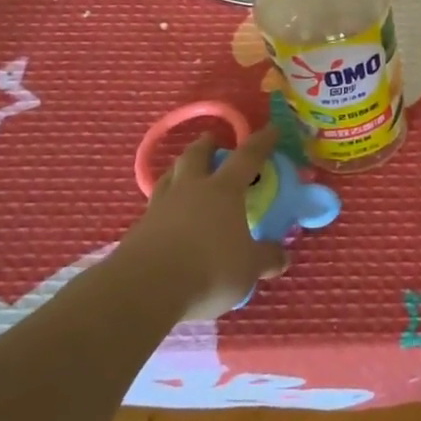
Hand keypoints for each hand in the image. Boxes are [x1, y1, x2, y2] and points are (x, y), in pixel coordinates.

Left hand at [113, 125, 288, 318]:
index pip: (247, 156)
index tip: (271, 130)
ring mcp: (160, 207)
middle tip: (213, 141)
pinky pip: (154, 206)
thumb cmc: (208, 270)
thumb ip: (267, 258)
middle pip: (197, 155)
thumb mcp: (248, 269)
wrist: (143, 290)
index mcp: (223, 190)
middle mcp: (191, 189)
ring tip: (185, 171)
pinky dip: (164, 204)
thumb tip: (283, 257)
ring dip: (180, 168)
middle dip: (207, 144)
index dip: (261, 142)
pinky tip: (167, 217)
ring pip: (169, 176)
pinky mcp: (138, 230)